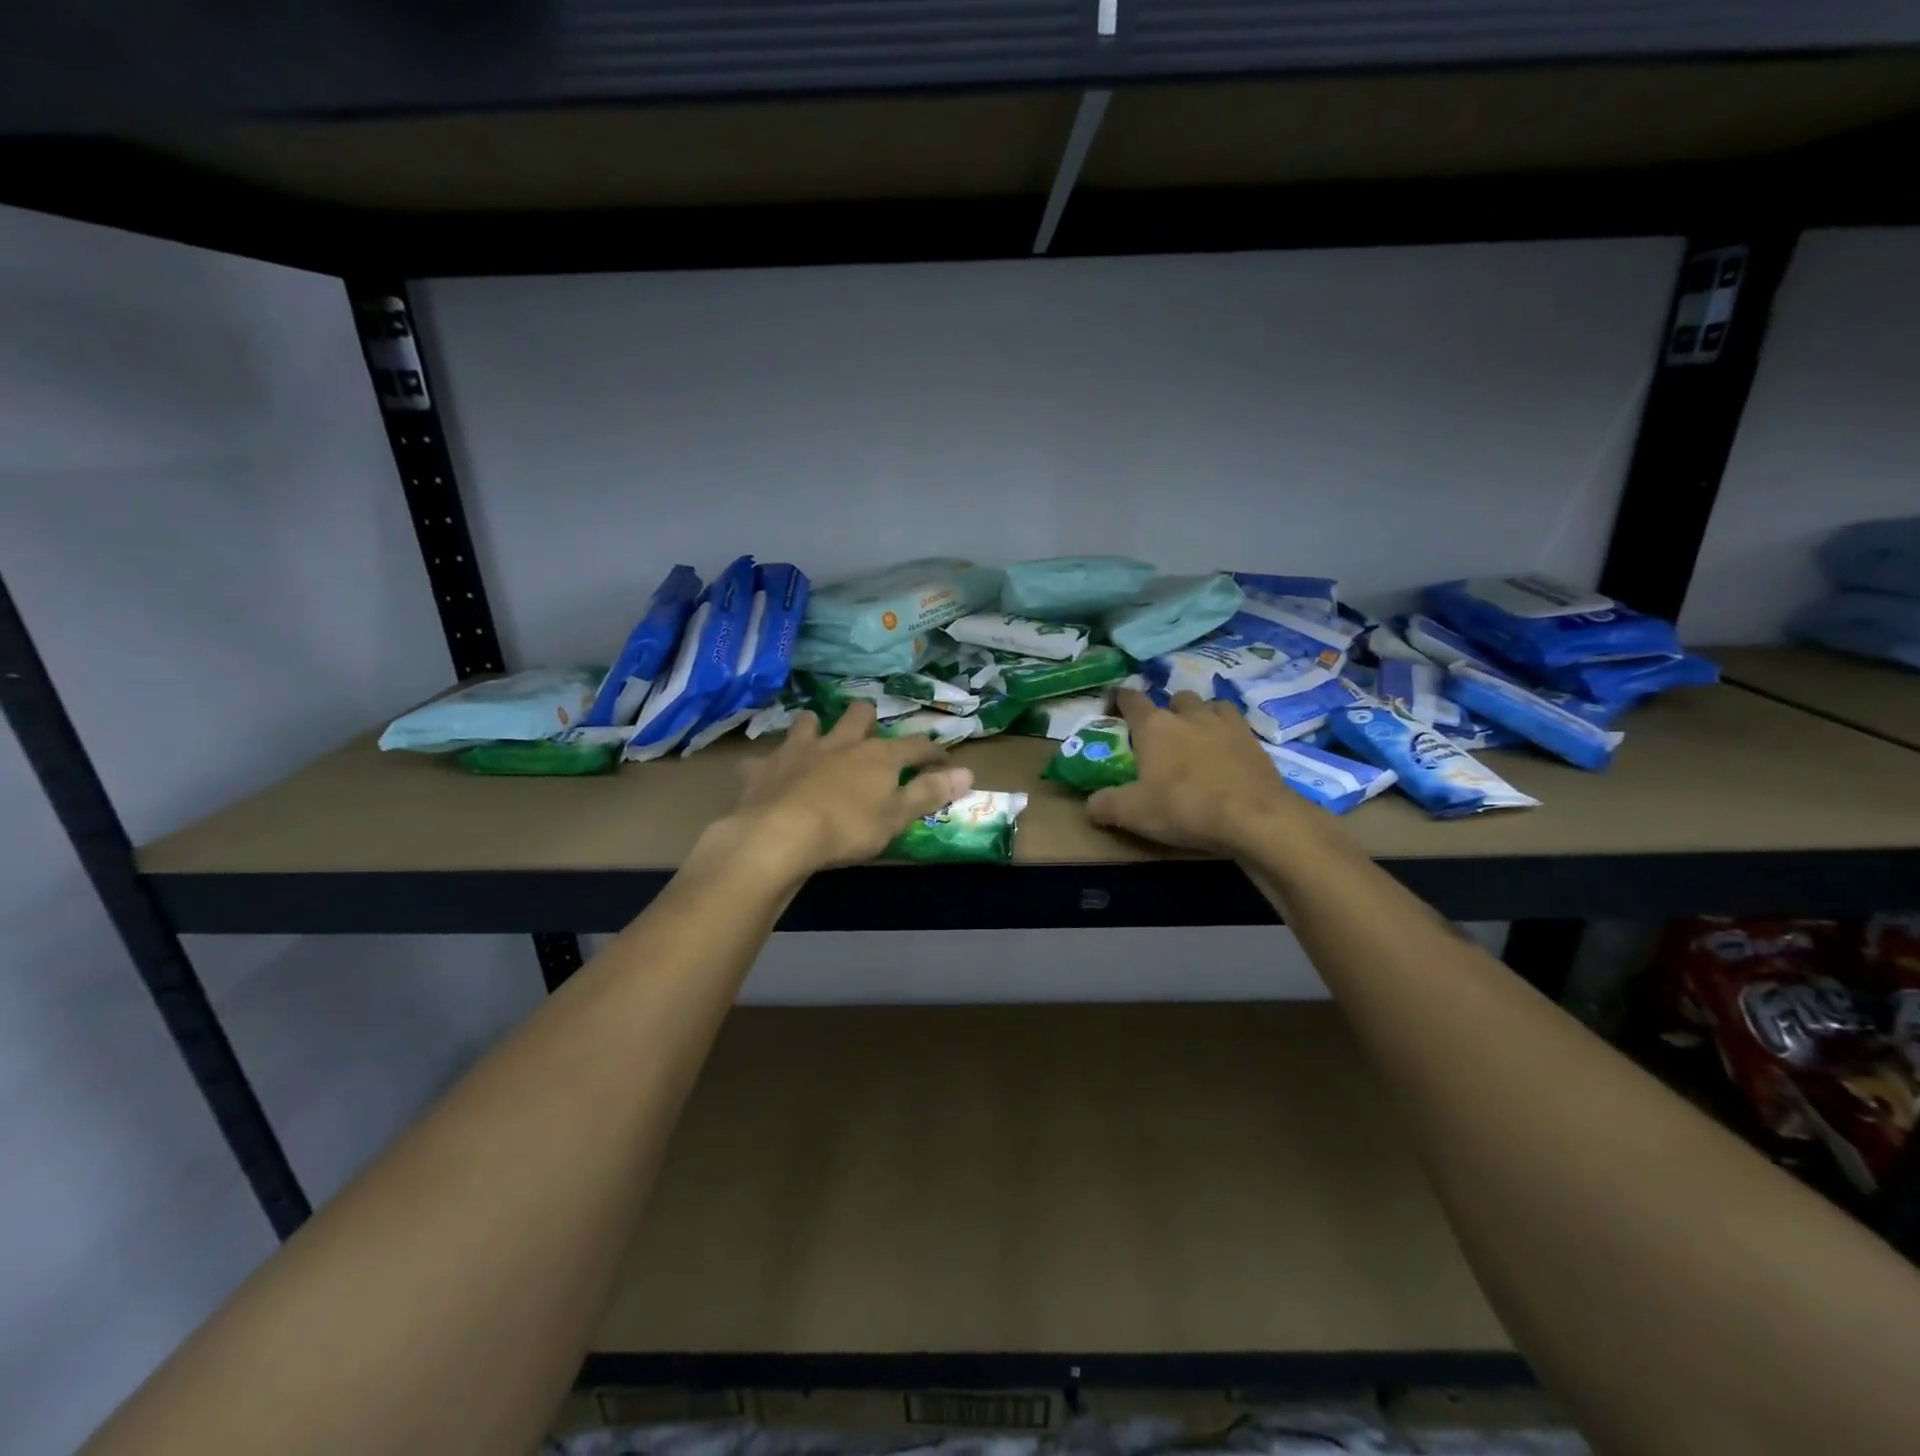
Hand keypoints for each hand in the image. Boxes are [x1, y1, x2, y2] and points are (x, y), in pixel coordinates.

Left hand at [718, 702, 975, 880]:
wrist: (779, 834)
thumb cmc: (847, 828)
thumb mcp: (897, 817)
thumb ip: (930, 792)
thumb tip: (968, 773)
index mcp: (878, 756)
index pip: (916, 745)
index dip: (933, 751)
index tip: (943, 759)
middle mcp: (840, 743)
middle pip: (859, 715)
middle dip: (868, 719)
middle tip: (870, 735)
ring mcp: (799, 750)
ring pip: (810, 723)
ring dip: (815, 728)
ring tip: (818, 739)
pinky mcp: (765, 767)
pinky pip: (764, 758)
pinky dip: (769, 765)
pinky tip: (767, 774)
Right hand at [1088, 688, 1318, 855]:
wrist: (1255, 817)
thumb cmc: (1185, 807)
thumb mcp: (1133, 813)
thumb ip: (1105, 805)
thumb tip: (1089, 805)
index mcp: (1154, 725)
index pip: (1130, 698)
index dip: (1118, 699)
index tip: (1112, 708)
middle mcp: (1188, 714)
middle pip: (1174, 698)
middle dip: (1166, 711)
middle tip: (1162, 736)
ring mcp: (1225, 723)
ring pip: (1209, 705)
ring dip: (1200, 716)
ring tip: (1197, 739)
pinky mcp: (1253, 740)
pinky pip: (1236, 724)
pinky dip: (1227, 732)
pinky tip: (1227, 752)